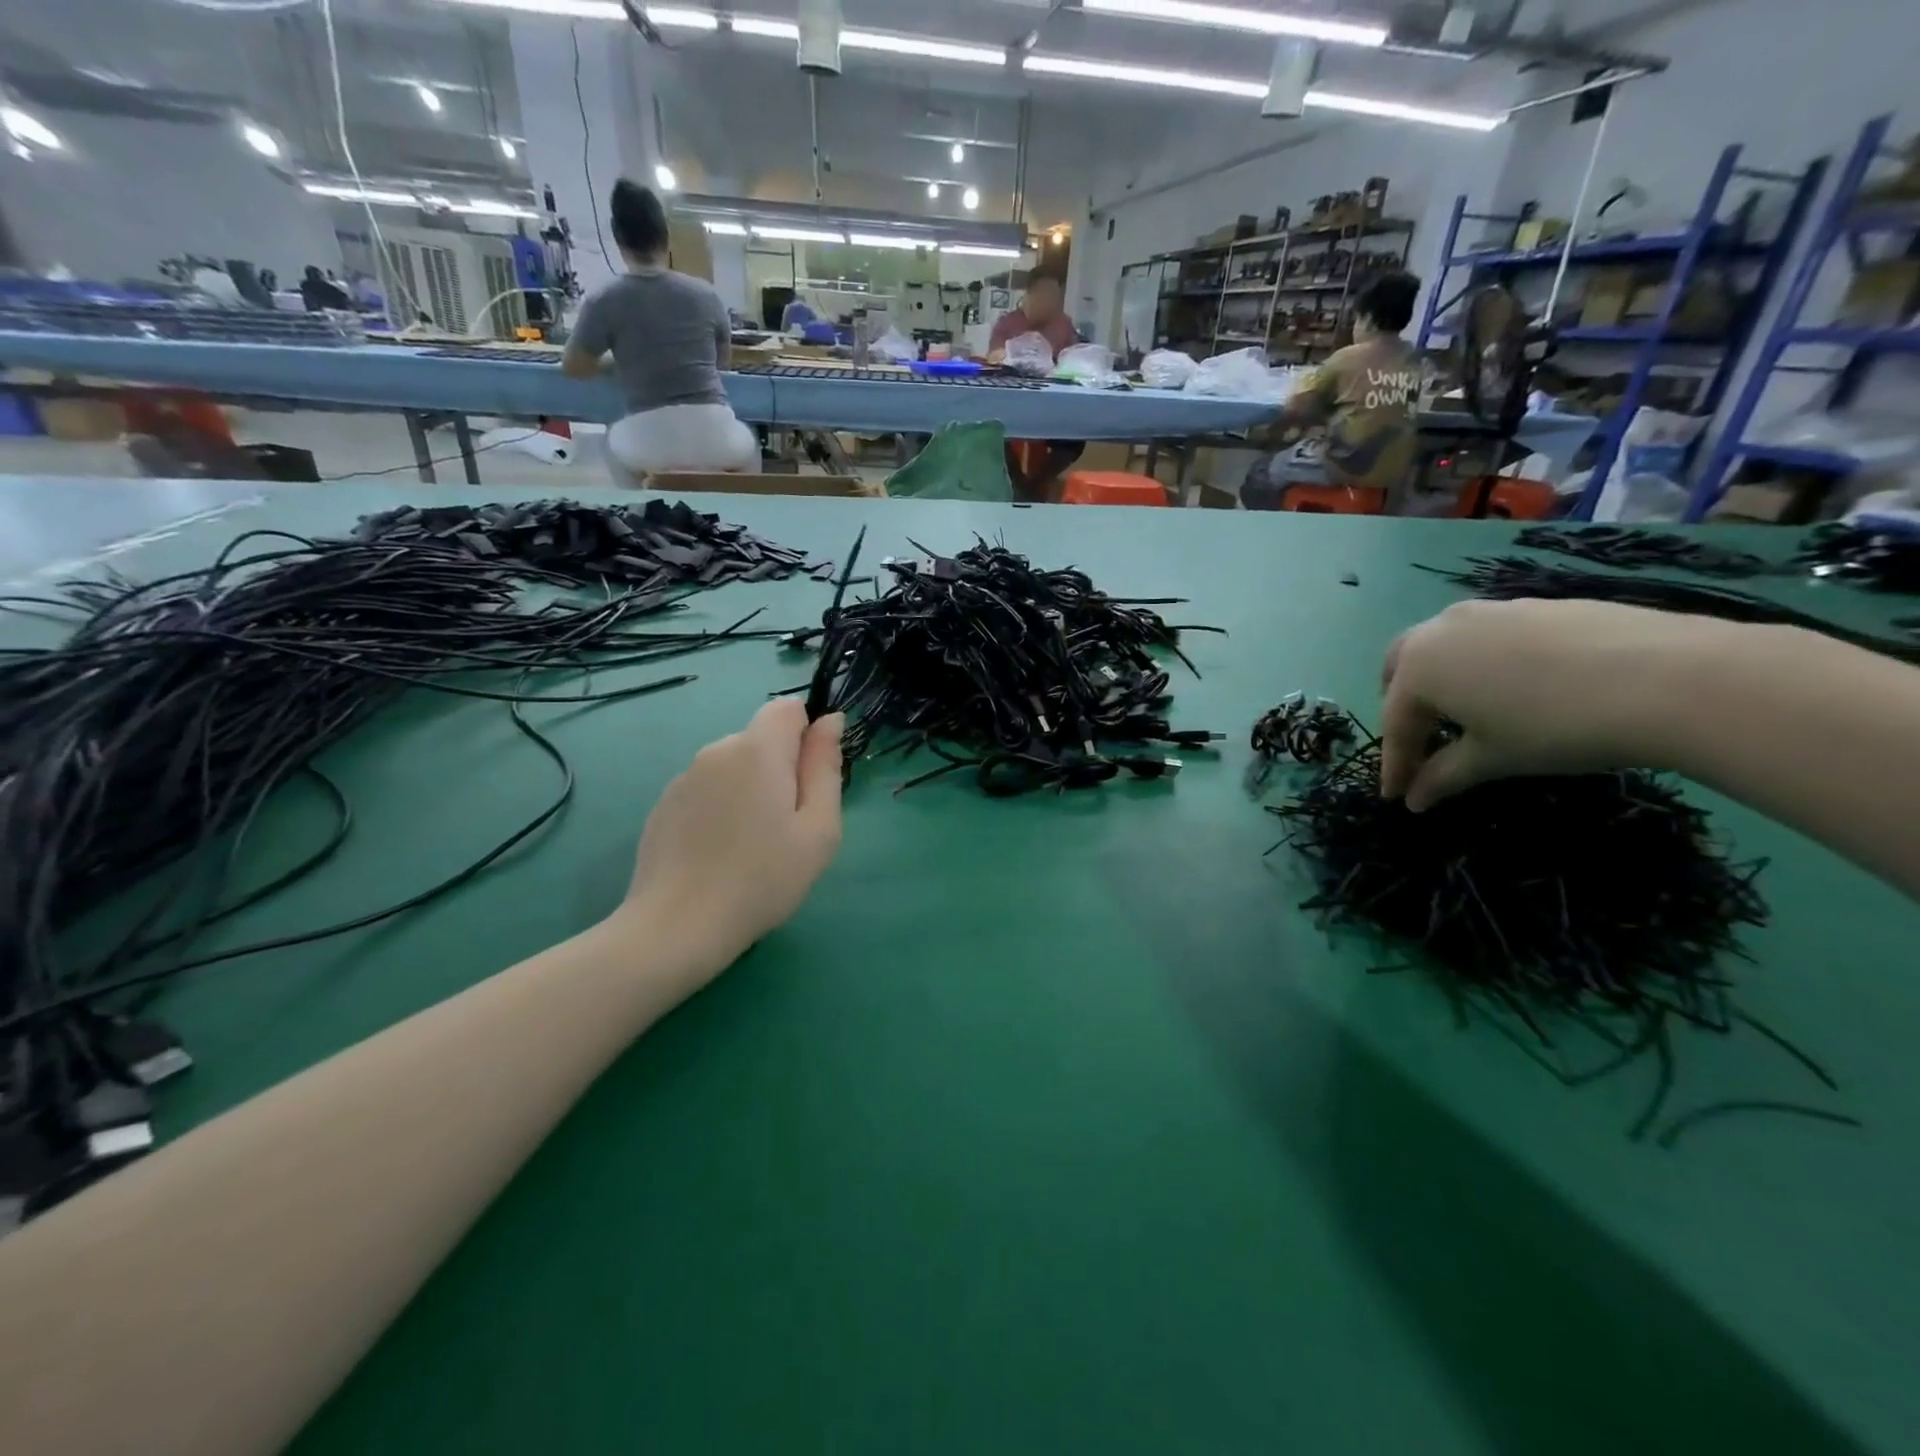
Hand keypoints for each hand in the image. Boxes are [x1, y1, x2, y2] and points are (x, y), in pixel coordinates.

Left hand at [621, 700, 844, 971]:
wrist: (677, 928)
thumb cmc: (764, 879)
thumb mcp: (819, 828)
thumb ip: (826, 767)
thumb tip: (830, 720)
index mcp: (757, 749)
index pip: (788, 707)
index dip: (807, 737)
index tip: (810, 785)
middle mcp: (716, 750)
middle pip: (762, 740)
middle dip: (782, 769)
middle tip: (788, 828)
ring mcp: (684, 777)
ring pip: (735, 767)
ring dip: (751, 791)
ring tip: (753, 847)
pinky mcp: (665, 805)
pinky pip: (708, 790)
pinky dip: (722, 809)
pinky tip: (720, 854)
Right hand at [1379, 599, 1717, 811]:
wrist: (1670, 678)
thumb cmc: (1555, 727)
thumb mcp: (1493, 759)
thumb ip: (1443, 776)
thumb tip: (1415, 799)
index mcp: (1419, 667)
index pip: (1395, 724)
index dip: (1396, 765)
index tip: (1397, 796)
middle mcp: (1441, 629)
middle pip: (1403, 669)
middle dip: (1403, 707)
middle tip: (1420, 743)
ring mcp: (1490, 611)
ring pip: (1445, 647)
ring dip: (1442, 682)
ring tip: (1468, 715)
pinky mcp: (1536, 606)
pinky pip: (1489, 639)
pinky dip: (1484, 666)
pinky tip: (1519, 691)